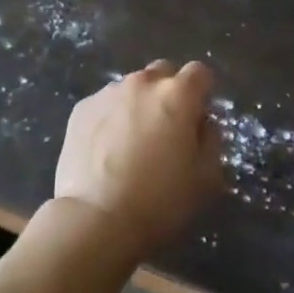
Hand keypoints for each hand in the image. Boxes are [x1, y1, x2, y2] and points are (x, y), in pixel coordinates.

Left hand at [53, 61, 222, 254]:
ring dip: (138, 105)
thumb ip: (211, 140)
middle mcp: (143, 83)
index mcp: (177, 95)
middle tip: (166, 129)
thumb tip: (202, 124)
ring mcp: (109, 93)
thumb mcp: (206, 178)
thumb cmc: (159, 201)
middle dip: (169, 93)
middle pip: (163, 73)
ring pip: (132, 88)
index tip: (198, 118)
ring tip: (131, 143)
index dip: (202, 93)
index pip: (199, 72)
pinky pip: (105, 104)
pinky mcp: (82, 108)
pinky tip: (106, 151)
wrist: (95, 219)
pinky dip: (111, 118)